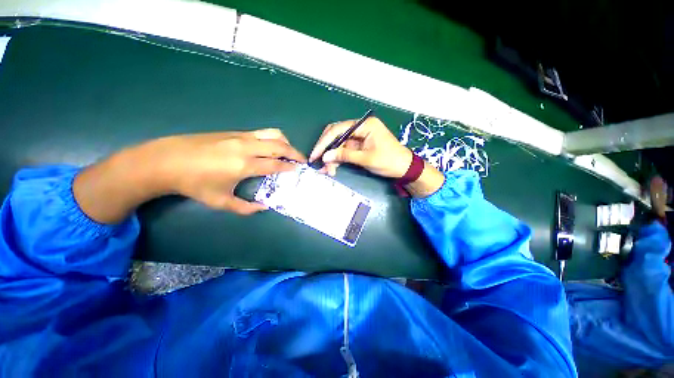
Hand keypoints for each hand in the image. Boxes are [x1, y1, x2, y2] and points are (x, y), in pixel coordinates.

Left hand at [74, 129, 304, 223]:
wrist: (166, 160)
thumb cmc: (194, 183)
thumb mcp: (220, 201)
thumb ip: (245, 207)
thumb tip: (264, 207)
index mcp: (245, 165)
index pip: (276, 164)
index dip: (290, 167)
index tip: (299, 169)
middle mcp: (246, 147)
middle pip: (279, 145)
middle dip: (295, 152)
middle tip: (302, 160)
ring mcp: (240, 136)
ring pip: (272, 134)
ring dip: (285, 142)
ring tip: (289, 151)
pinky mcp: (234, 132)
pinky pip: (261, 133)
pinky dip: (273, 139)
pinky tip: (271, 147)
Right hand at [309, 117, 444, 197]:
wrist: (404, 168)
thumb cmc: (389, 161)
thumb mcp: (366, 159)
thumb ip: (345, 155)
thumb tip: (325, 157)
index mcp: (364, 125)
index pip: (339, 129)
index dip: (324, 142)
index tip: (315, 154)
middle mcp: (360, 128)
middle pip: (336, 135)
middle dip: (326, 149)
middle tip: (317, 162)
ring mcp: (359, 137)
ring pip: (339, 145)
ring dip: (331, 157)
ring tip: (326, 171)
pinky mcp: (359, 146)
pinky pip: (344, 151)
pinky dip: (338, 160)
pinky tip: (332, 169)